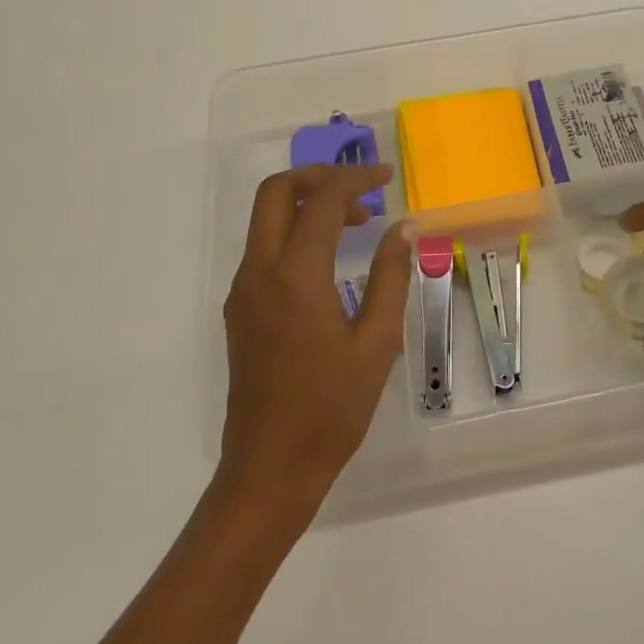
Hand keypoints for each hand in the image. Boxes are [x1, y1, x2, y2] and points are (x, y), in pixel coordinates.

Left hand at [218, 164, 411, 525]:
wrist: (271, 467)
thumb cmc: (332, 408)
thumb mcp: (377, 342)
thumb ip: (390, 277)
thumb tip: (402, 228)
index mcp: (295, 277)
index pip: (321, 202)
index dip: (355, 179)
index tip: (387, 176)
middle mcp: (259, 273)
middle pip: (275, 193)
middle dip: (318, 177)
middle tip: (361, 187)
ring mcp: (243, 292)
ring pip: (266, 220)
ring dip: (307, 205)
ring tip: (357, 221)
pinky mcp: (240, 311)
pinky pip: (264, 250)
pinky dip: (296, 234)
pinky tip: (330, 259)